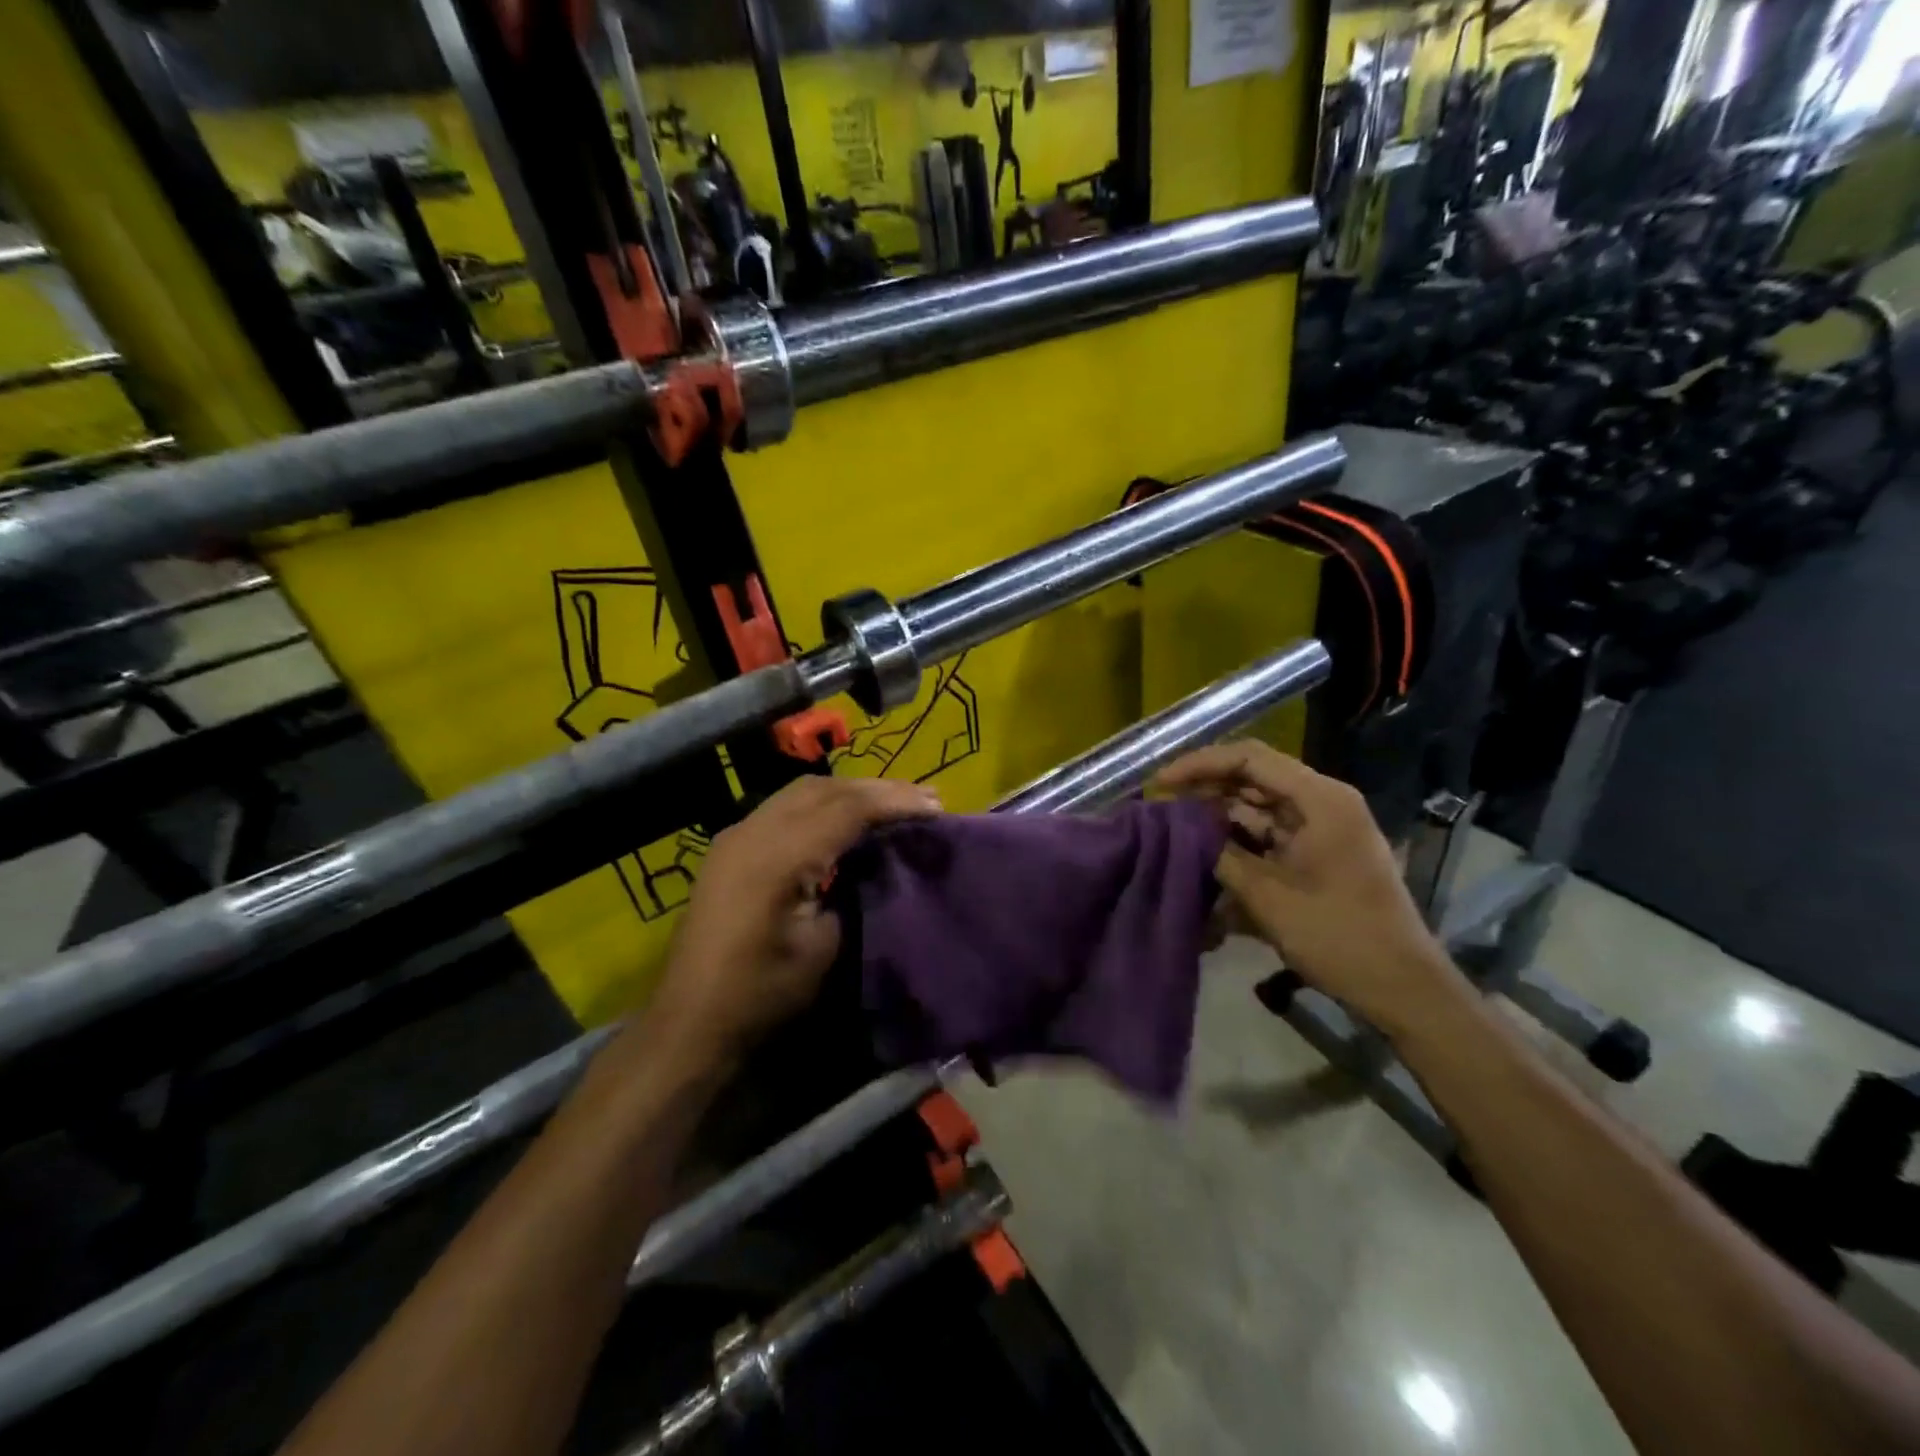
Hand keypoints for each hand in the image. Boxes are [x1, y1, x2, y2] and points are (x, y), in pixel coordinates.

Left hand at [648, 774, 941, 1064]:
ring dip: (850, 792)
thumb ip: (850, 891)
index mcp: (778, 855)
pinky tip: (845, 819)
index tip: (937, 807)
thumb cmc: (761, 994)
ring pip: (802, 791)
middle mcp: (753, 830)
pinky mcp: (730, 847)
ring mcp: (736, 835)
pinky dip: (823, 804)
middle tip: (924, 798)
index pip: (847, 809)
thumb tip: (873, 862)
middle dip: (877, 788)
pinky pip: (784, 807)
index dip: (895, 803)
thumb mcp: (822, 948)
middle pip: (825, 788)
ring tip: (892, 802)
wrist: (690, 1022)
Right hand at [1153, 742, 1465, 1038]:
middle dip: (1206, 790)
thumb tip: (1180, 829)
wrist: (1401, 988)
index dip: (1200, 764)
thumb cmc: (1338, 936)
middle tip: (1161, 805)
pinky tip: (1205, 862)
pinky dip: (1238, 846)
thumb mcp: (1267, 895)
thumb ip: (1220, 854)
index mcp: (1320, 799)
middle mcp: (1322, 804)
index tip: (1161, 783)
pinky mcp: (1317, 856)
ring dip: (1218, 820)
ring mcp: (1321, 830)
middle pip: (1252, 779)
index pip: (1250, 759)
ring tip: (1174, 832)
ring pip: (1257, 810)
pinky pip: (1268, 838)